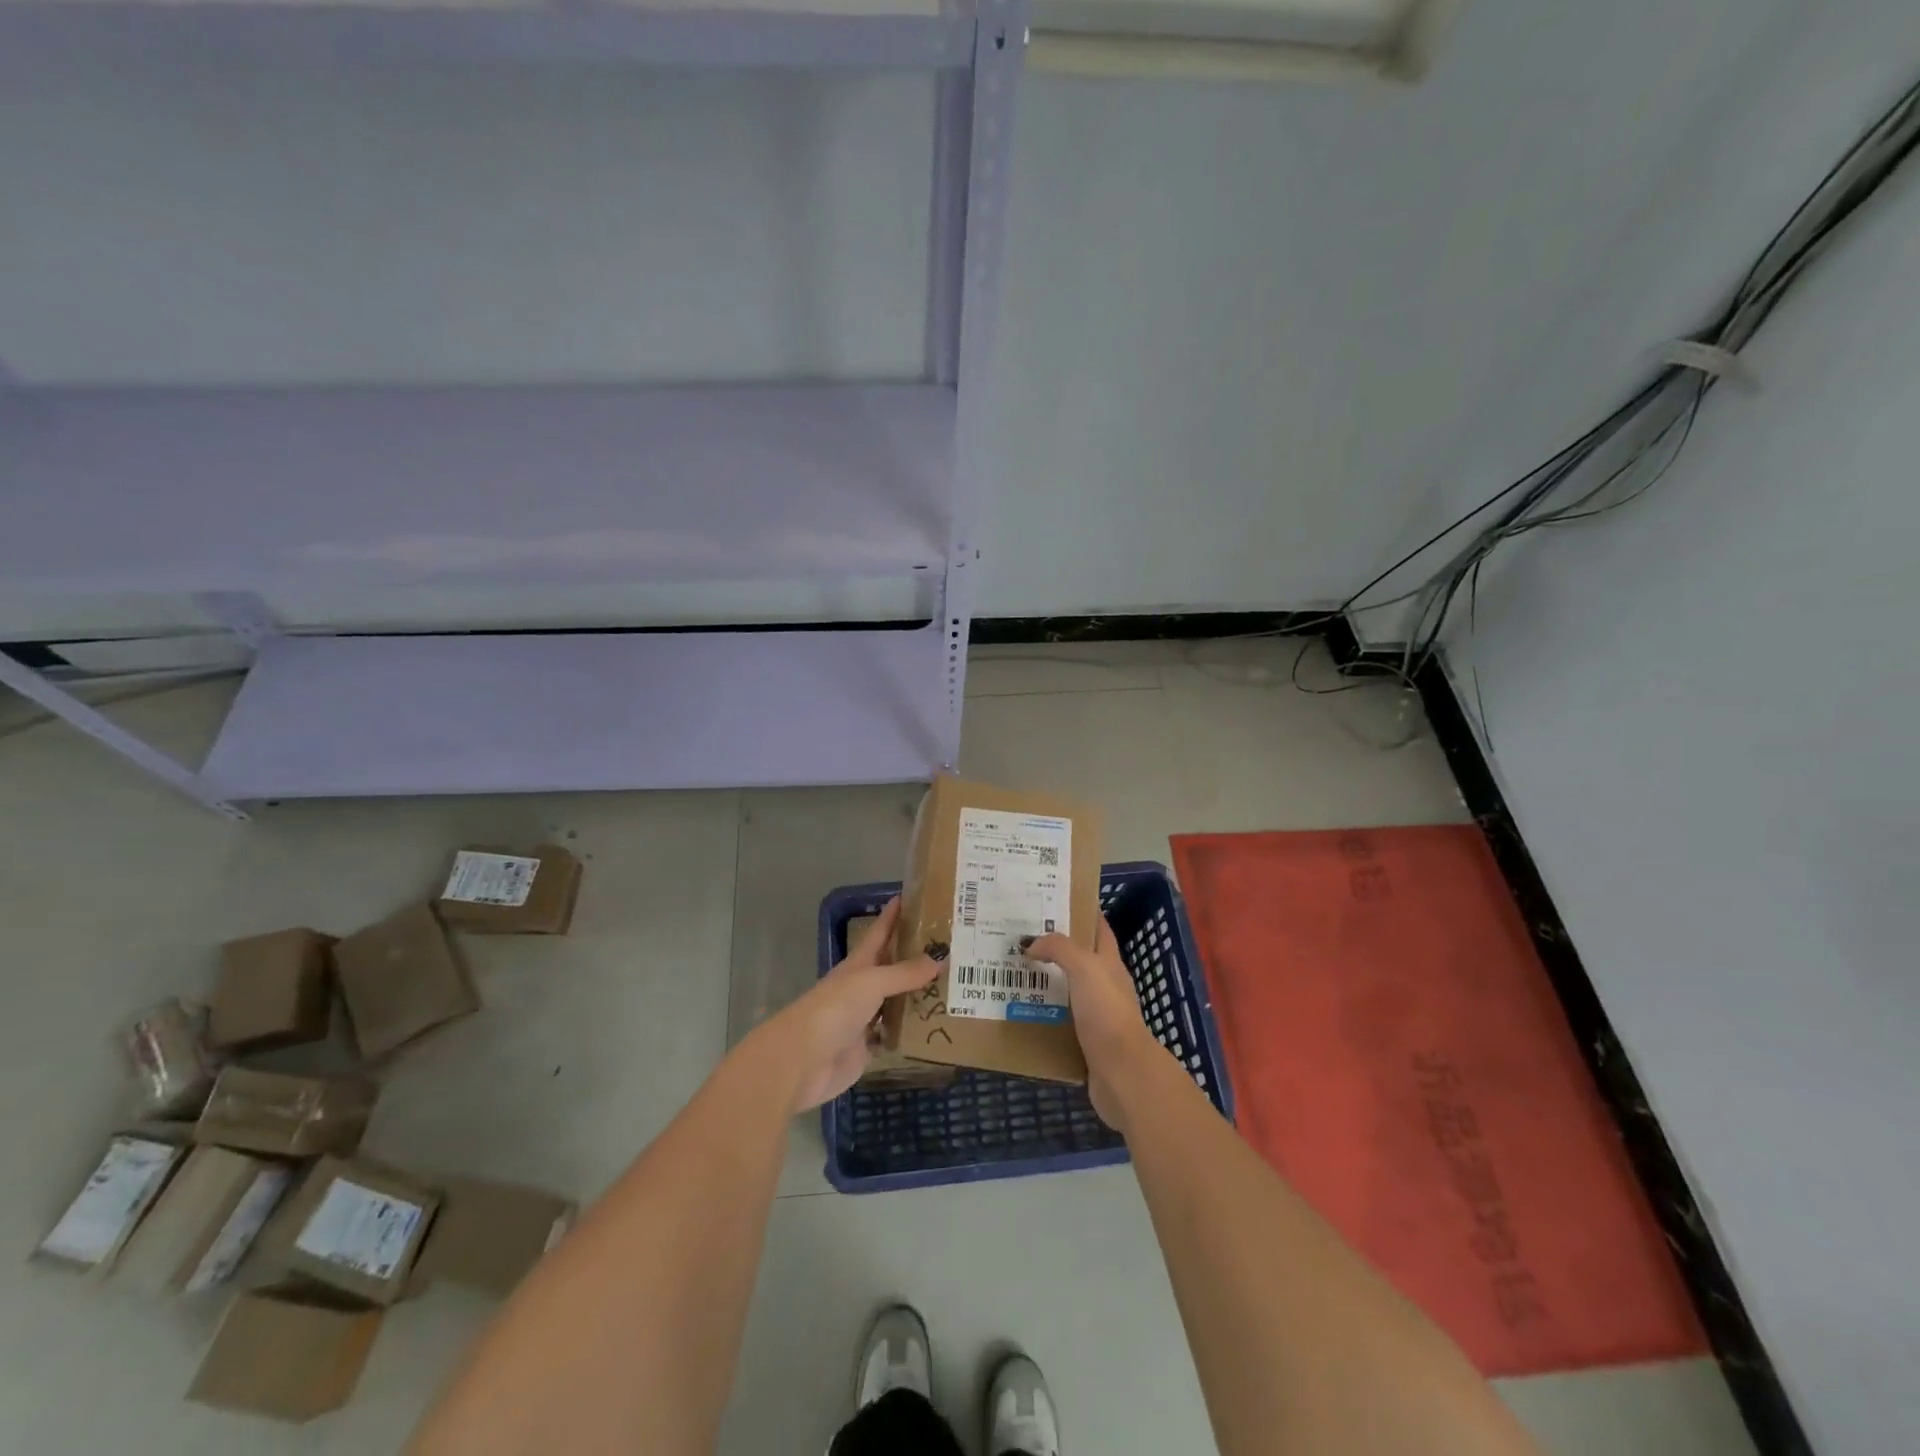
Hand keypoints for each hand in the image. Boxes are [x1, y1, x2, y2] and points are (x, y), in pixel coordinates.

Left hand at [762, 897, 940, 1113]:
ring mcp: (865, 1018)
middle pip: (892, 966)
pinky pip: (895, 1034)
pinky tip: (935, 1024)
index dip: (892, 915)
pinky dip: (912, 1031)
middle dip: (915, 955)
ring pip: (897, 1001)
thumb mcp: (871, 983)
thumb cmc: (834, 1010)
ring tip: (952, 983)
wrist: (803, 1061)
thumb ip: (904, 973)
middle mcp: (862, 988)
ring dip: (918, 993)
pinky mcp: (868, 1048)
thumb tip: (940, 957)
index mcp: (858, 964)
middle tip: (949, 944)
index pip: (879, 932)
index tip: (910, 895)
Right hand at [1025, 917, 1159, 1130]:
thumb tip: (1031, 944)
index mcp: (1109, 963)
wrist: (1123, 1074)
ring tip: (1010, 970)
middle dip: (1051, 946)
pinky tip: (1018, 1011)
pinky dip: (1040, 1014)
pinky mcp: (1084, 1042)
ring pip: (1064, 990)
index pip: (1097, 928)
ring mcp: (1095, 1015)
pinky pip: (1057, 1021)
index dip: (1080, 911)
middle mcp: (1104, 986)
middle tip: (1017, 935)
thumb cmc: (1107, 1013)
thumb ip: (1060, 948)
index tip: (1051, 899)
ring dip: (1042, 981)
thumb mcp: (1085, 968)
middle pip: (1077, 958)